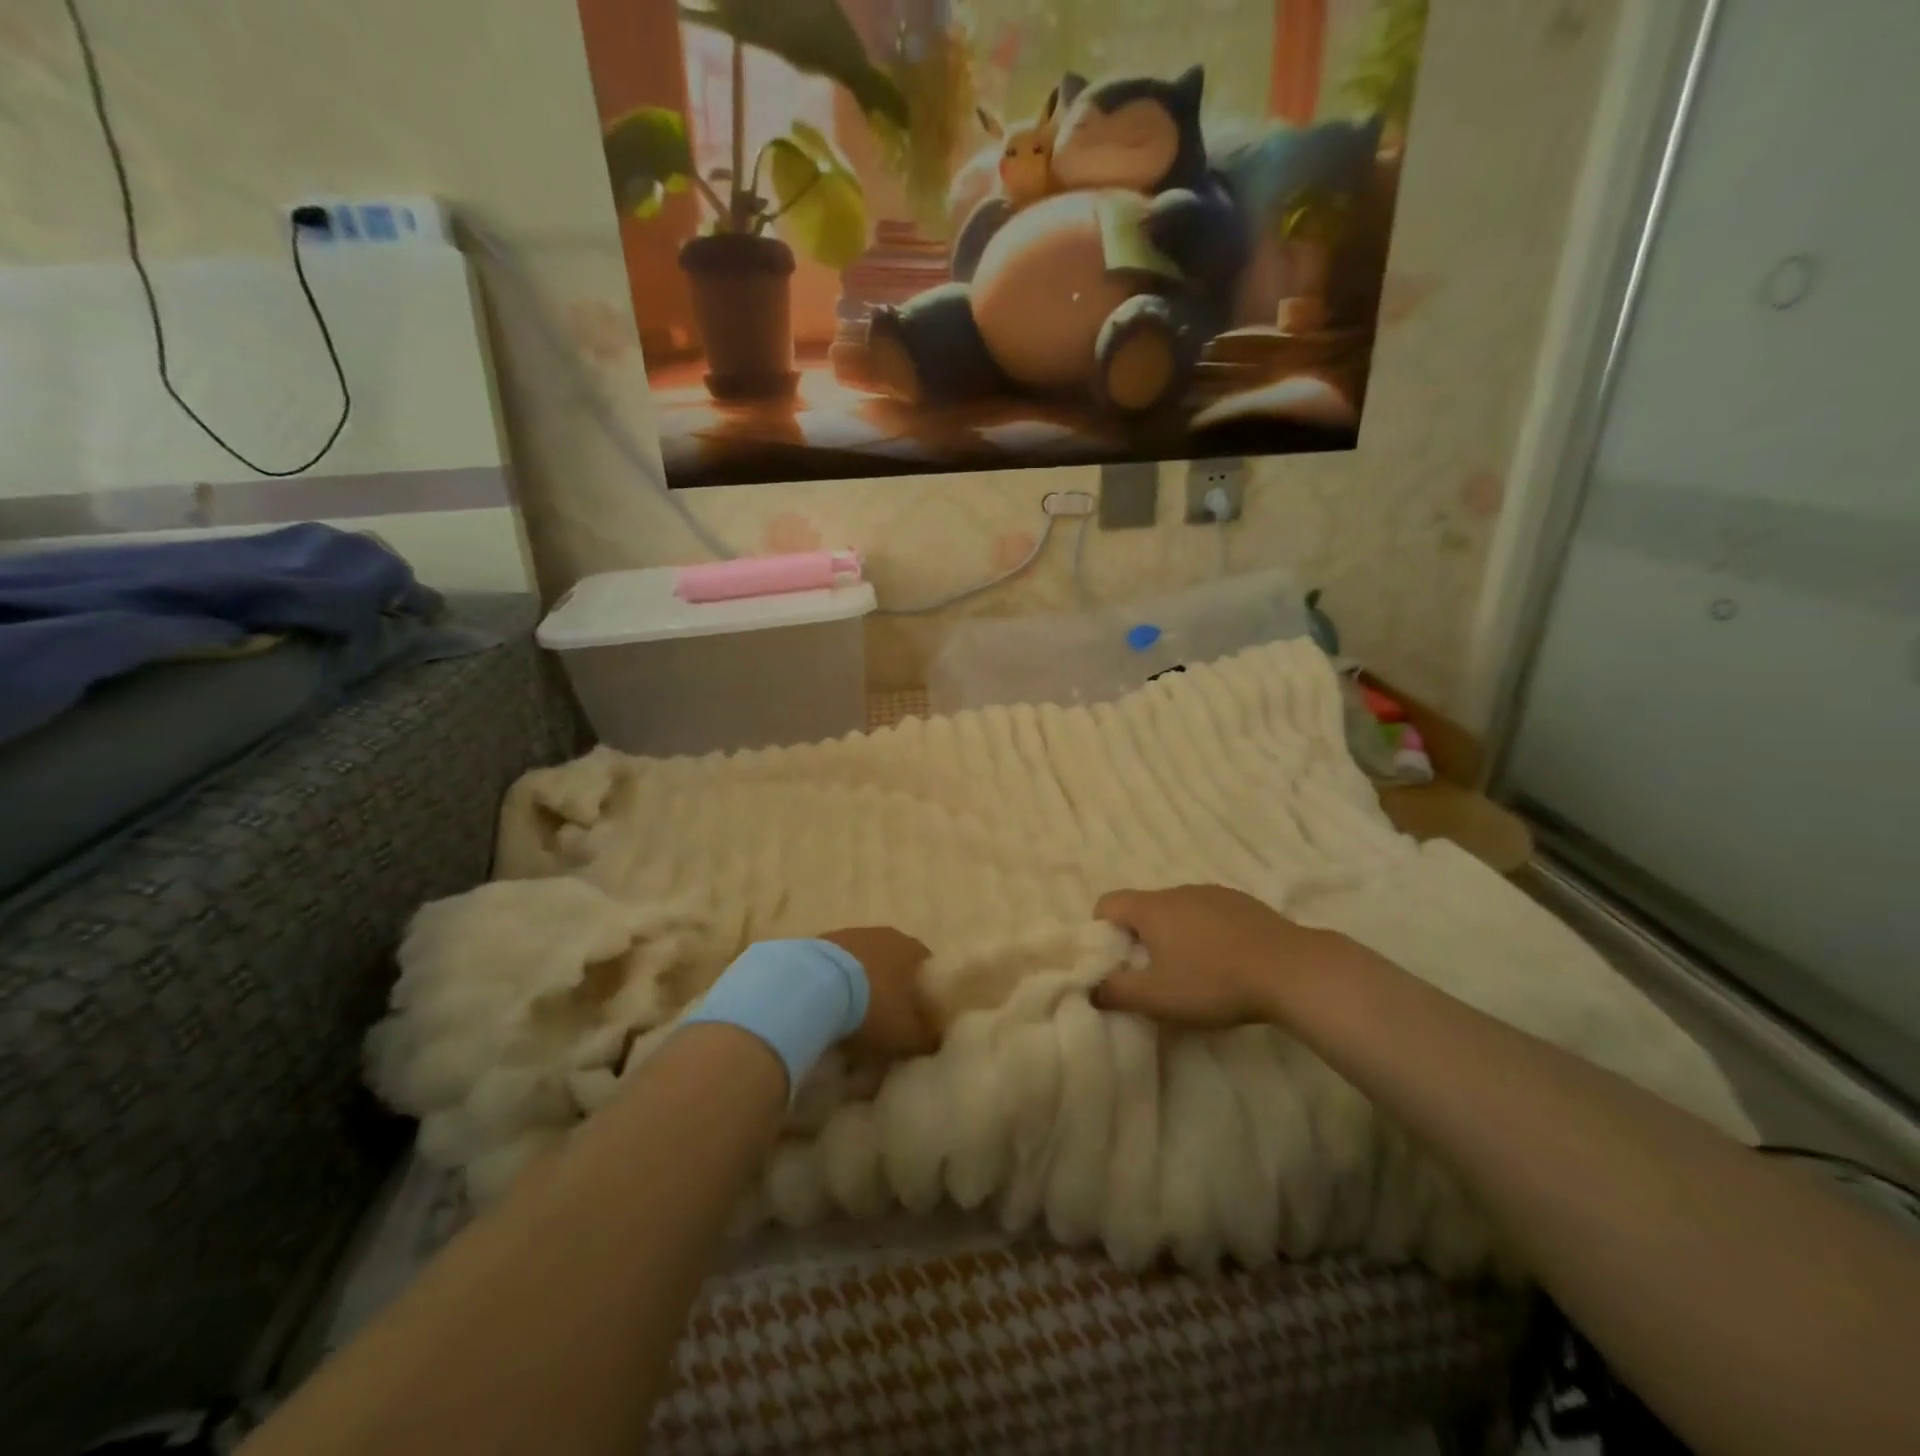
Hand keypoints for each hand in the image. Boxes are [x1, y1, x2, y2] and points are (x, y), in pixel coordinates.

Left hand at [819, 927, 938, 1060]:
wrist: (814, 986)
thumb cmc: (873, 1007)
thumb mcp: (907, 1035)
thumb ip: (926, 1038)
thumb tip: (934, 1041)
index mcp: (911, 949)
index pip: (925, 965)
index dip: (923, 990)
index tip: (916, 1014)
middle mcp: (884, 935)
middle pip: (893, 961)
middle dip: (890, 987)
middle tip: (884, 1017)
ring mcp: (850, 935)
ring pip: (863, 962)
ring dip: (860, 984)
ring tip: (850, 1015)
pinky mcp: (819, 942)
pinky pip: (836, 967)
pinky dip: (835, 983)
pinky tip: (827, 1006)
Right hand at [1091, 885, 1350, 1029]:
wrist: (1291, 970)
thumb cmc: (1214, 982)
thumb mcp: (1157, 998)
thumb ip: (1116, 992)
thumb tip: (1089, 988)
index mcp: (1152, 908)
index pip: (1108, 903)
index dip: (1102, 930)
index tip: (1117, 961)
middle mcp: (1178, 891)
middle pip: (1144, 908)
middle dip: (1141, 938)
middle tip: (1155, 975)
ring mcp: (1214, 893)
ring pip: (1179, 910)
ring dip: (1176, 934)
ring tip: (1195, 971)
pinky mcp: (1244, 903)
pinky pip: (1210, 914)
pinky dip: (1207, 933)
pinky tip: (1228, 962)